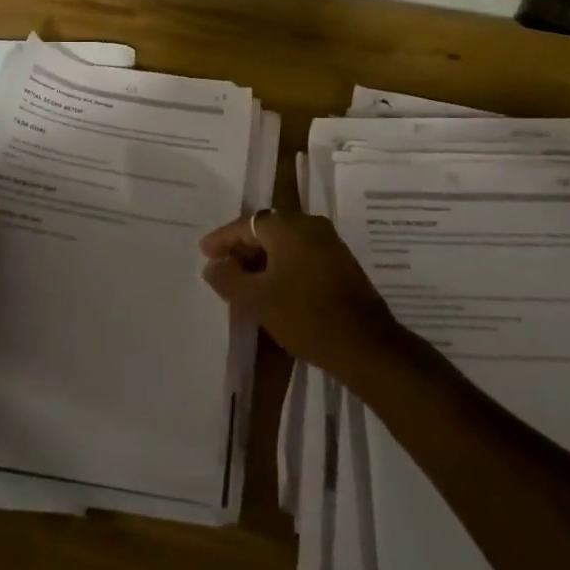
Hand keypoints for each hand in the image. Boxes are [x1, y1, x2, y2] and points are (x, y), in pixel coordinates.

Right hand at [198, 211, 399, 378]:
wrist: (365, 345)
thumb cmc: (305, 316)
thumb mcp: (257, 300)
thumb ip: (228, 279)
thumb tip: (213, 265)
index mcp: (288, 227)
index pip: (246, 224)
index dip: (223, 239)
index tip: (204, 252)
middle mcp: (310, 225)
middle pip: (267, 230)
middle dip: (243, 249)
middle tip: (222, 268)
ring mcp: (330, 243)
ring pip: (286, 244)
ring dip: (263, 259)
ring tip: (244, 282)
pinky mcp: (341, 263)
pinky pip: (302, 255)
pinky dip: (283, 266)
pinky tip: (273, 289)